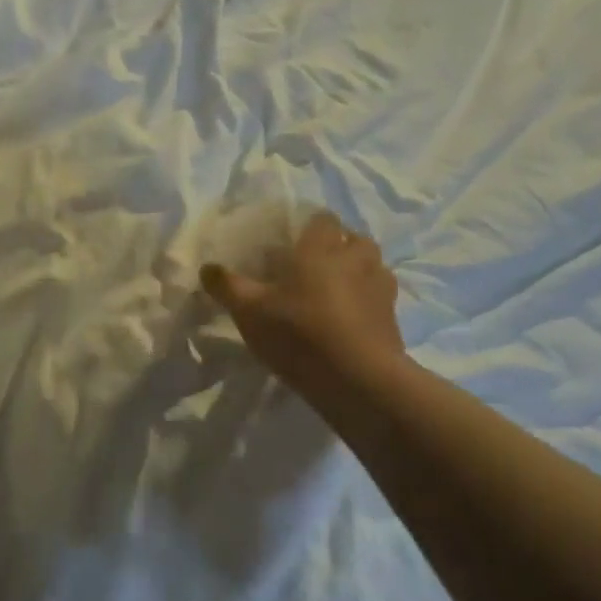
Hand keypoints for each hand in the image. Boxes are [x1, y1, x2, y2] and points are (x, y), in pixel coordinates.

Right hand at [202, 211, 405, 401]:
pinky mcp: (394, 318)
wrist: (359, 380)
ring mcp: (380, 287)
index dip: (310, 227)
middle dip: (339, 247)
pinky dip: (369, 303)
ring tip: (337, 293)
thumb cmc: (300, 332)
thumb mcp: (250, 311)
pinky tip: (352, 321)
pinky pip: (381, 298)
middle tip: (316, 267)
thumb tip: (206, 267)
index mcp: (321, 247)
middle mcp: (356, 258)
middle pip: (354, 239)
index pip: (323, 219)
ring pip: (373, 266)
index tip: (293, 243)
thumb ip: (227, 286)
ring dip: (359, 272)